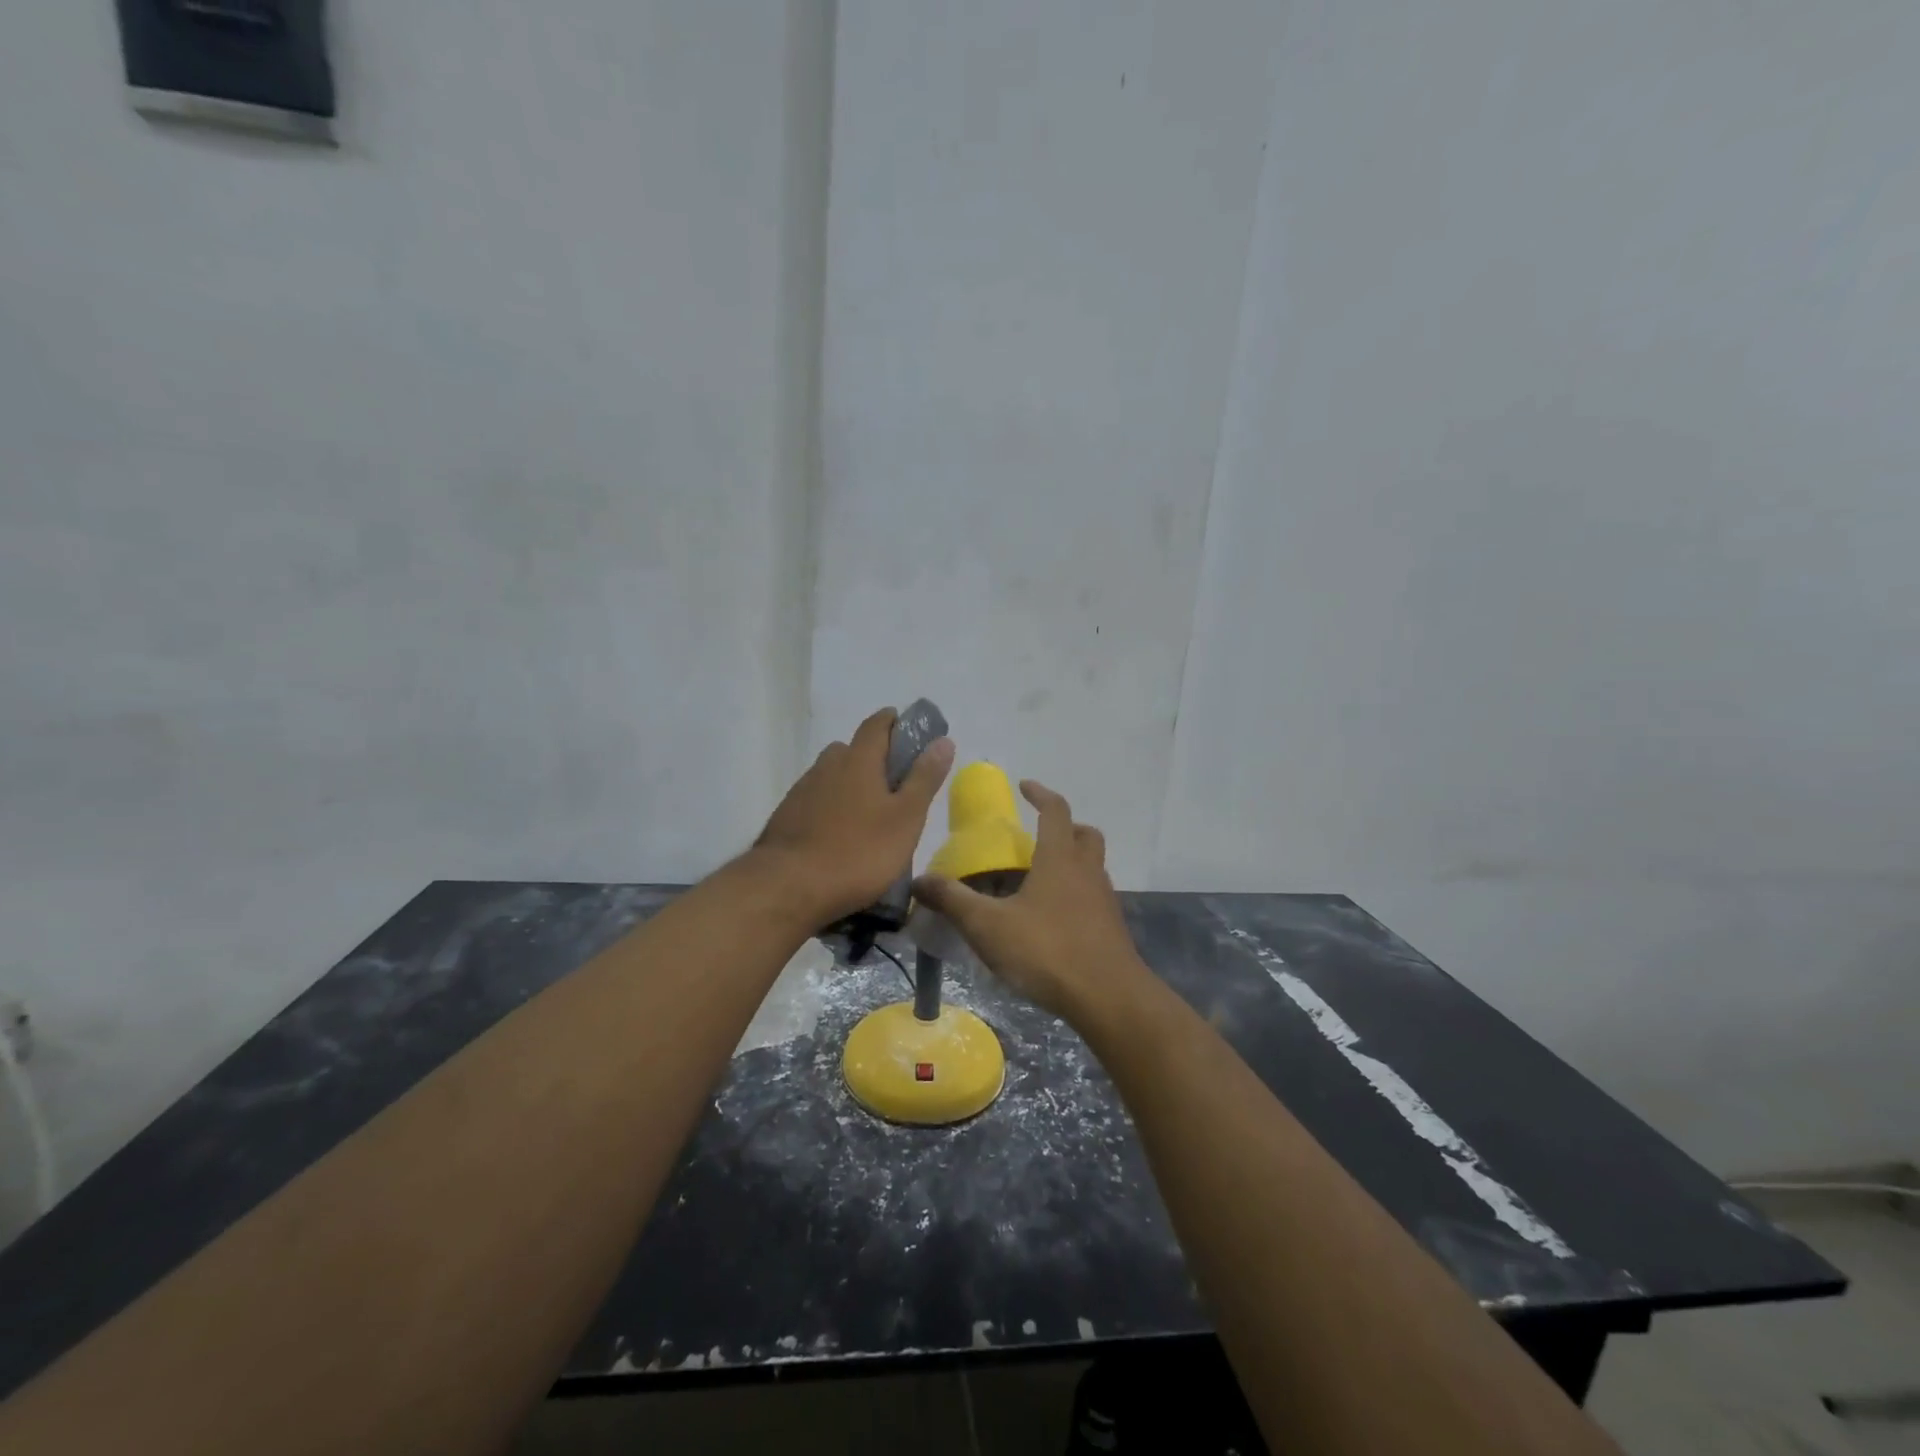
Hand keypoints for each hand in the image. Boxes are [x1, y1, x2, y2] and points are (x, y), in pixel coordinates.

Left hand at [754, 707, 954, 923]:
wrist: (789, 887)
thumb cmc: (859, 852)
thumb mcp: (906, 818)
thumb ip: (924, 778)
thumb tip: (943, 741)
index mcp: (858, 760)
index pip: (877, 725)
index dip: (893, 722)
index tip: (908, 731)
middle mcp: (827, 766)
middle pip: (851, 750)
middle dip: (872, 758)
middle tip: (893, 784)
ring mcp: (801, 791)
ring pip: (830, 776)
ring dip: (849, 784)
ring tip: (867, 814)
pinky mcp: (786, 818)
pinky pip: (814, 801)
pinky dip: (829, 808)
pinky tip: (838, 835)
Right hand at [913, 781, 1146, 1022]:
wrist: (1108, 998)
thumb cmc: (1047, 950)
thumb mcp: (988, 926)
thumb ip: (953, 900)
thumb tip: (918, 880)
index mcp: (1059, 859)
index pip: (1056, 811)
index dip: (1041, 794)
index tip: (1025, 786)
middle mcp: (1087, 872)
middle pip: (1085, 835)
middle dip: (1065, 827)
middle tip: (1039, 836)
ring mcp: (1104, 901)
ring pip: (1093, 866)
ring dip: (1073, 861)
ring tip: (1041, 880)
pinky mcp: (1112, 929)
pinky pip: (1095, 897)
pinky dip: (1077, 894)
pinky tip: (1054, 919)